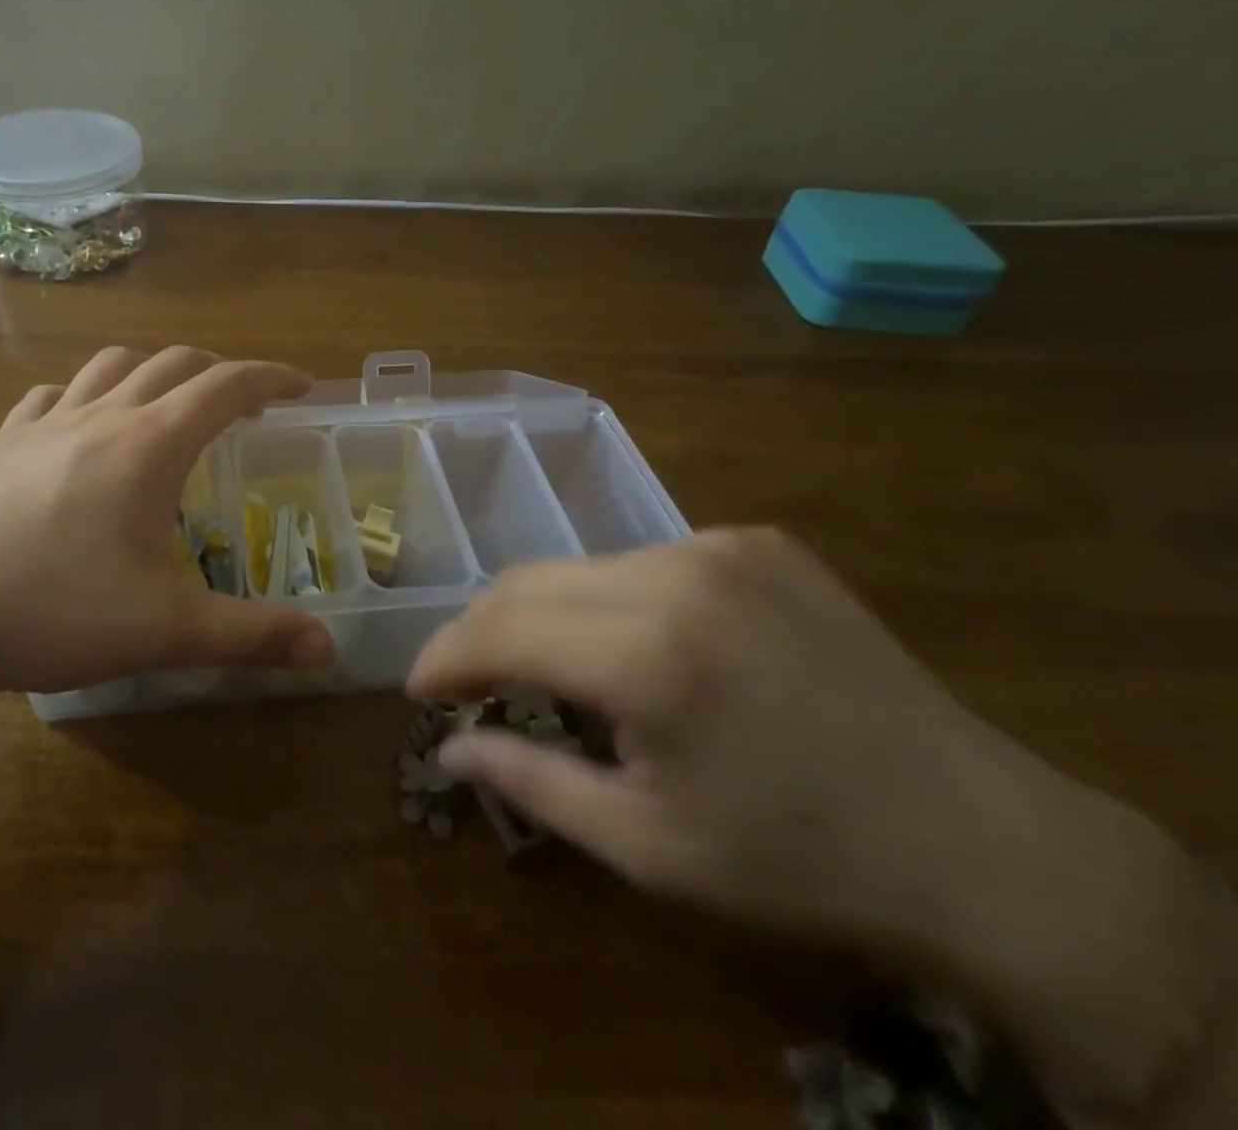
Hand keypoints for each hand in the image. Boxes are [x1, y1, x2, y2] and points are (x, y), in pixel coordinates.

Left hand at [0, 346, 333, 695]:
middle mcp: (101, 417)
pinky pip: (52, 397)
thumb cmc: (50, 609)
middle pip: (173, 363)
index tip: (302, 386)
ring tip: (169, 403)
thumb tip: (327, 648)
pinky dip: (85, 396)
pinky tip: (80, 426)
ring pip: (110, 366)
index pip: (226, 386)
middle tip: (246, 405)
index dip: (271, 377)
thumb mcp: (165, 630)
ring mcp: (43, 425)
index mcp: (148, 445)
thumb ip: (252, 636)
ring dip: (153, 371)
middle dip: (219, 373)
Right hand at [408, 528, 1224, 1115]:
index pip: (501, 628)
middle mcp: (676, 572)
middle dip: (484, 631)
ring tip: (548, 670)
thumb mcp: (647, 843)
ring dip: (546, 614)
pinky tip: (636, 647)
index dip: (447, 656)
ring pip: (583, 566)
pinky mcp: (756, 541)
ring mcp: (721, 545)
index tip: (419, 689)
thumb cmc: (798, 860)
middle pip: (530, 581)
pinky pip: (645, 561)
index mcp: (647, 653)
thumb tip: (449, 749)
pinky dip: (611, 599)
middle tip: (466, 681)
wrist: (982, 841)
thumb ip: (531, 782)